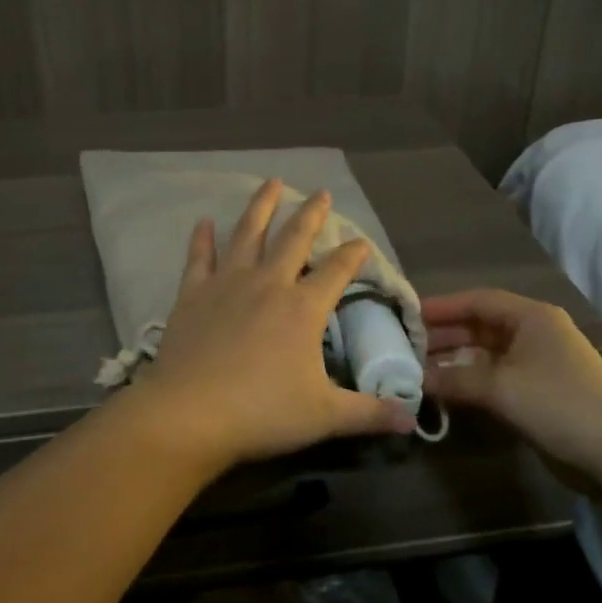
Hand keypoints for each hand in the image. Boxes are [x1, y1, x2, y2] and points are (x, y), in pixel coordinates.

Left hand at [134, 179, 414, 471]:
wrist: (191, 413)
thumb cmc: (262, 413)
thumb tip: (410, 420)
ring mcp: (227, 284)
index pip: (337, 271)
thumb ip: (369, 413)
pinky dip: (202, 238)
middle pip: (293, 239)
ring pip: (247, 234)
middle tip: (320, 192)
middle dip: (311, 214)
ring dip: (261, 207)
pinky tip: (204, 220)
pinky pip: (199, 257)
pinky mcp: (193, 294)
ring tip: (271, 182)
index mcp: (303, 308)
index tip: (362, 241)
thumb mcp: (324, 416)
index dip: (353, 255)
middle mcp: (268, 284)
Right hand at [421, 289, 601, 492]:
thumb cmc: (559, 405)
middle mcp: (534, 334)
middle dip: (443, 337)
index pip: (477, 300)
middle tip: (404, 348)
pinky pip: (494, 379)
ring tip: (416, 371)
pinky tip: (444, 393)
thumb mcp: (501, 387)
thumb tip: (414, 378)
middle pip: (479, 327)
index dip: (441, 307)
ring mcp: (537, 365)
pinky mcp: (537, 394)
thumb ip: (454, 378)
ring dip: (453, 362)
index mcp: (531, 317)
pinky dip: (469, 383)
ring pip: (484, 355)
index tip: (407, 315)